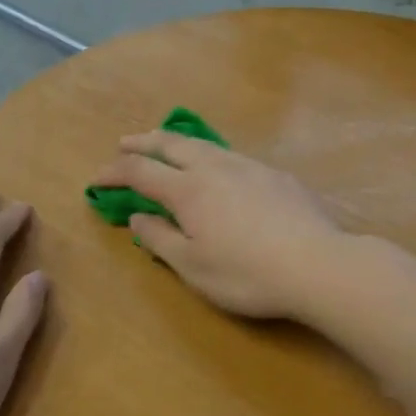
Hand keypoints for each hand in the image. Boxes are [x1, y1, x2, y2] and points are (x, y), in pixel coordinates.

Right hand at [90, 132, 344, 318]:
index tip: (97, 179)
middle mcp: (215, 168)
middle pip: (171, 144)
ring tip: (166, 146)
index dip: (115, 172)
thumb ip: (160, 238)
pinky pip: (232, 155)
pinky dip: (210, 155)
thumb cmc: (247, 274)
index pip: (141, 171)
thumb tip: (138, 215)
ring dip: (177, 143)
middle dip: (143, 142)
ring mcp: (249, 166)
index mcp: (188, 190)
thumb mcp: (193, 267)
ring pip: (205, 144)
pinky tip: (219, 168)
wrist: (318, 264)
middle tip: (124, 143)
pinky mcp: (276, 175)